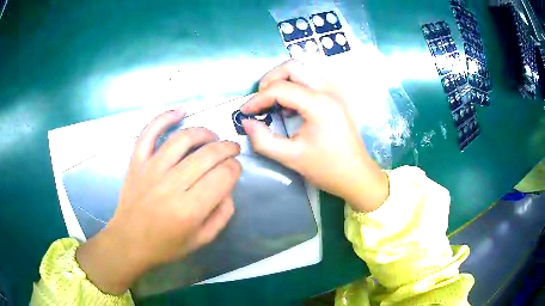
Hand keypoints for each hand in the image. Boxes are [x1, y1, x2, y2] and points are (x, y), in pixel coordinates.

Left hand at [76, 108, 241, 294]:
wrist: (129, 241)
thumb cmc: (166, 245)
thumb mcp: (202, 239)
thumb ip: (222, 214)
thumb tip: (228, 186)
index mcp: (190, 209)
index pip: (223, 175)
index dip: (235, 168)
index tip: (235, 170)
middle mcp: (171, 185)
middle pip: (208, 154)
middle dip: (227, 148)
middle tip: (232, 149)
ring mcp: (151, 169)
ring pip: (183, 138)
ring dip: (204, 132)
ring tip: (212, 137)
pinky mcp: (137, 161)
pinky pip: (150, 132)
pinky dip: (165, 117)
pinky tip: (181, 111)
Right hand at [241, 60, 388, 211]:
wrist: (356, 175)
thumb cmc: (326, 168)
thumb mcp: (291, 157)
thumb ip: (263, 140)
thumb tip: (246, 122)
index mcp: (318, 104)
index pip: (280, 88)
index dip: (257, 99)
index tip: (244, 112)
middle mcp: (328, 90)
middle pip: (292, 66)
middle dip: (270, 79)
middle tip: (260, 100)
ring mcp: (335, 90)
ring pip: (304, 67)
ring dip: (284, 77)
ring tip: (273, 98)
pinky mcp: (337, 95)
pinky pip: (313, 77)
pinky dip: (296, 82)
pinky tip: (290, 102)